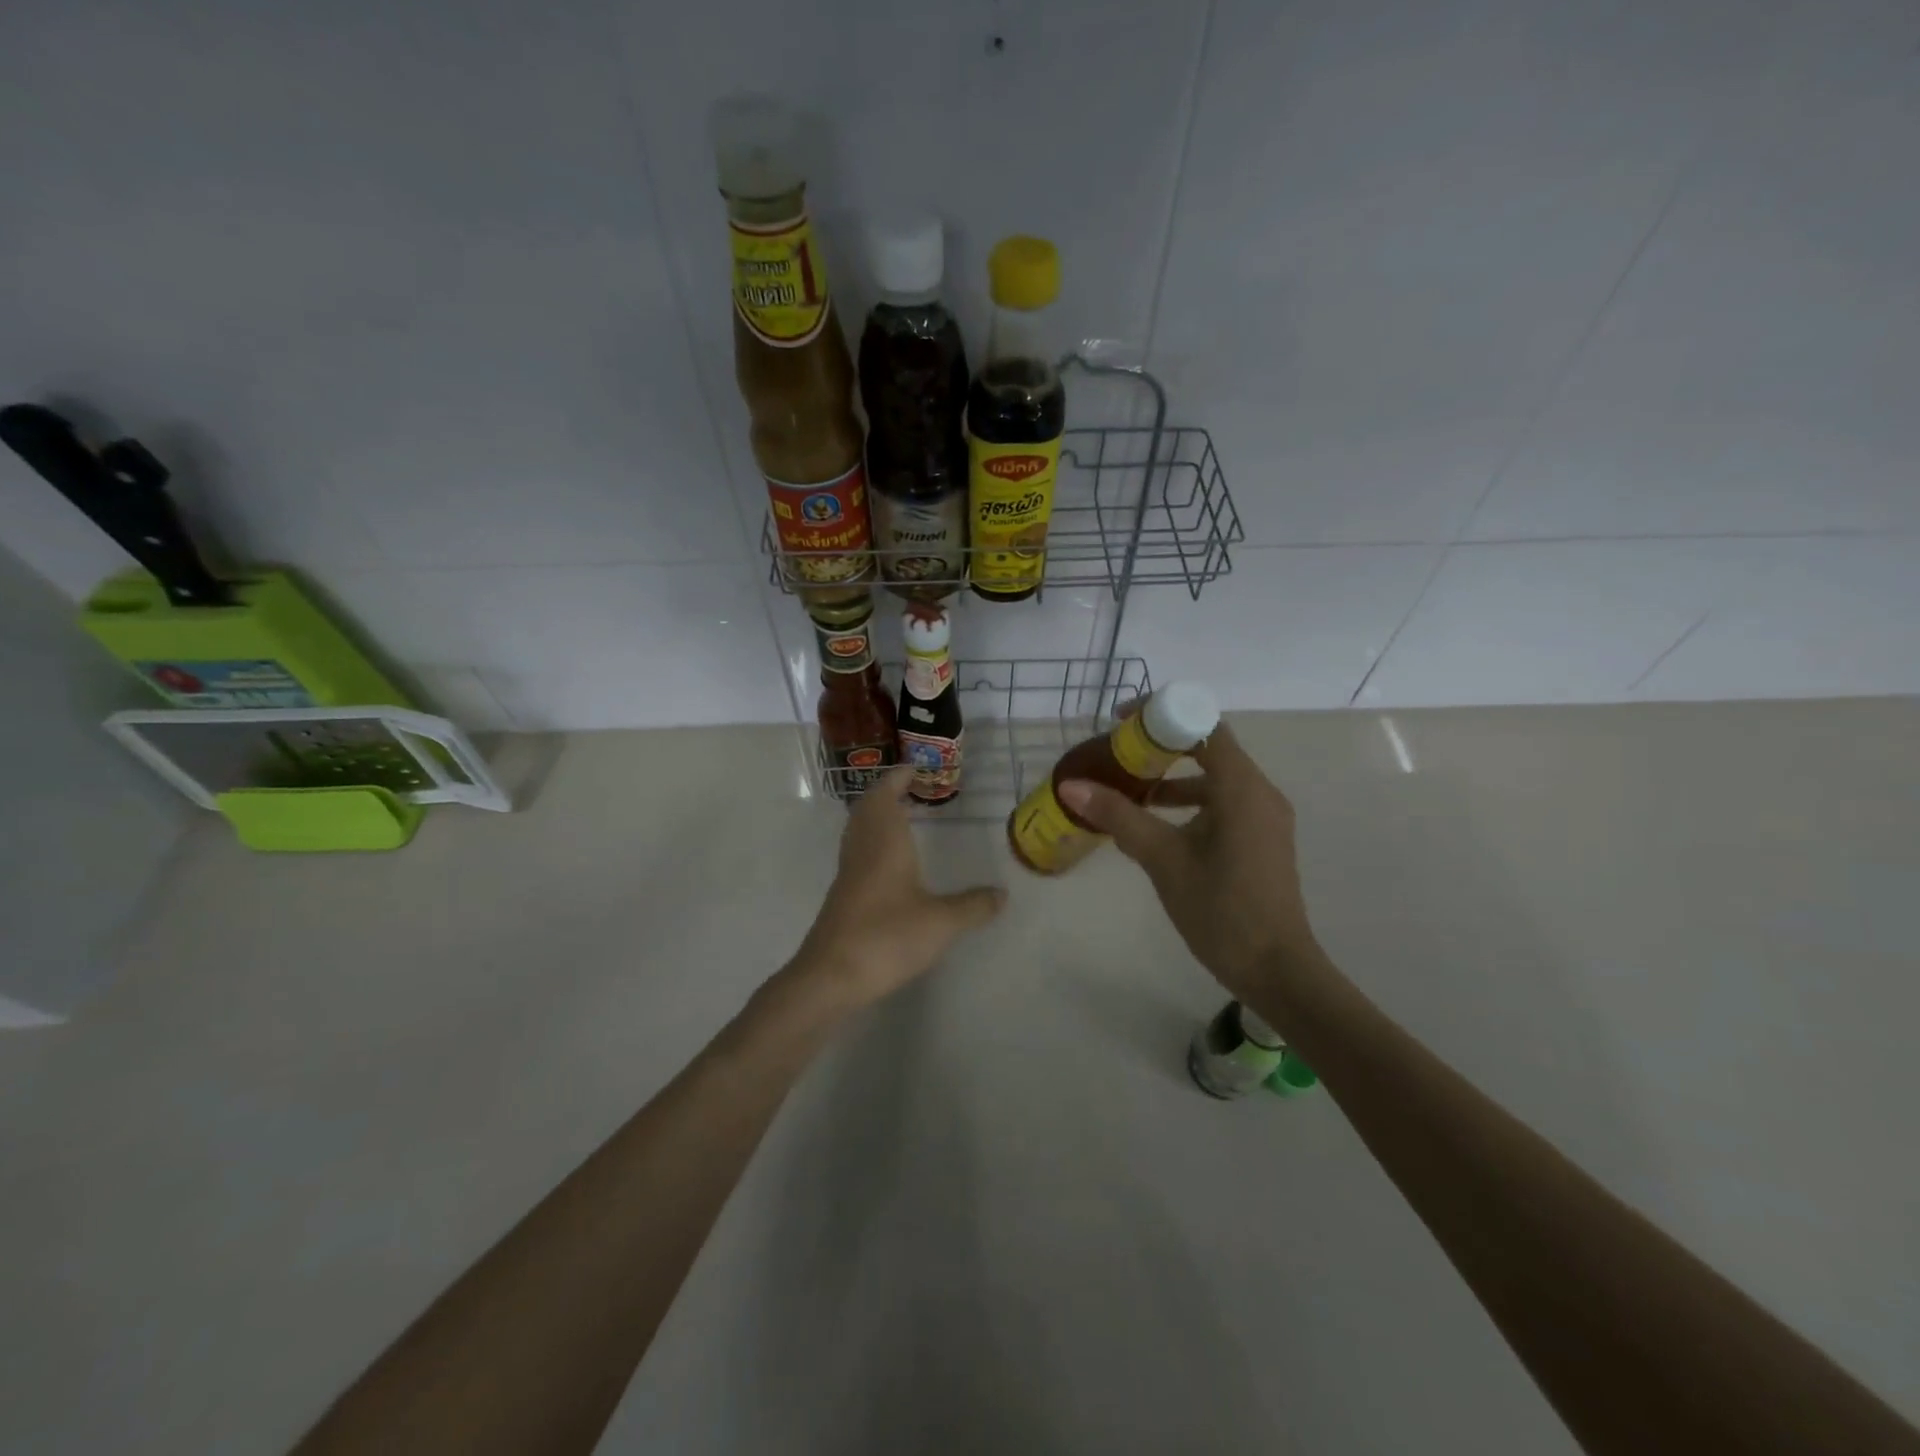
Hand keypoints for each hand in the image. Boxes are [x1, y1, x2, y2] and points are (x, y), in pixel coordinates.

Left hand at [788, 766, 1005, 1009]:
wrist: (830, 976)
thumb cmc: (887, 937)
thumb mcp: (941, 922)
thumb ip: (973, 906)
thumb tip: (1003, 894)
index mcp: (884, 842)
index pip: (886, 794)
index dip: (898, 778)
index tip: (915, 769)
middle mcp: (862, 849)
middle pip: (867, 808)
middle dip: (886, 792)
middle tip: (910, 789)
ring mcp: (848, 872)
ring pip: (858, 829)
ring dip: (877, 815)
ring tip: (901, 817)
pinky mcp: (842, 895)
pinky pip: (857, 851)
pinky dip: (872, 840)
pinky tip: (889, 861)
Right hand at [1056, 723, 1321, 1001]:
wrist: (1275, 970)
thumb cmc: (1220, 910)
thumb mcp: (1162, 859)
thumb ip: (1118, 816)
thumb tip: (1072, 786)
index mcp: (1241, 788)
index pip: (1203, 726)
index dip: (1160, 715)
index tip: (1120, 722)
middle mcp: (1259, 792)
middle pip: (1209, 747)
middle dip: (1161, 746)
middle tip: (1117, 753)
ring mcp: (1263, 816)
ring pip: (1214, 778)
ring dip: (1173, 777)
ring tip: (1127, 789)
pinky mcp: (1261, 838)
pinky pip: (1222, 802)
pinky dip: (1189, 802)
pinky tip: (1155, 825)